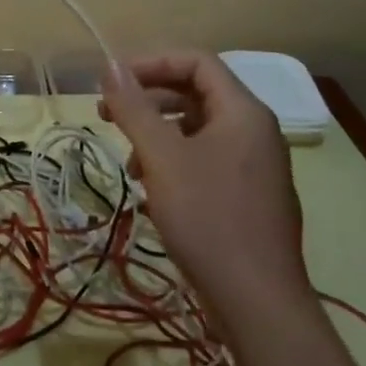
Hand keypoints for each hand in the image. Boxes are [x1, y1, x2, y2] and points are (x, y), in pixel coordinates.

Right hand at [100, 51, 310, 326]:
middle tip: (108, 116)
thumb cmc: (208, 218)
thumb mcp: (161, 157)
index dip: (151, 63)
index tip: (113, 81)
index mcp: (243, 112)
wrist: (258, 303)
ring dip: (158, 134)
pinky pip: (207, 159)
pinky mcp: (249, 196)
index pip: (196, 61)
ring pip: (198, 129)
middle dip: (148, 100)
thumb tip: (109, 65)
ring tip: (129, 163)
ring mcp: (255, 166)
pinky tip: (153, 190)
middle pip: (196, 93)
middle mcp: (255, 131)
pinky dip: (175, 162)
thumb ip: (134, 107)